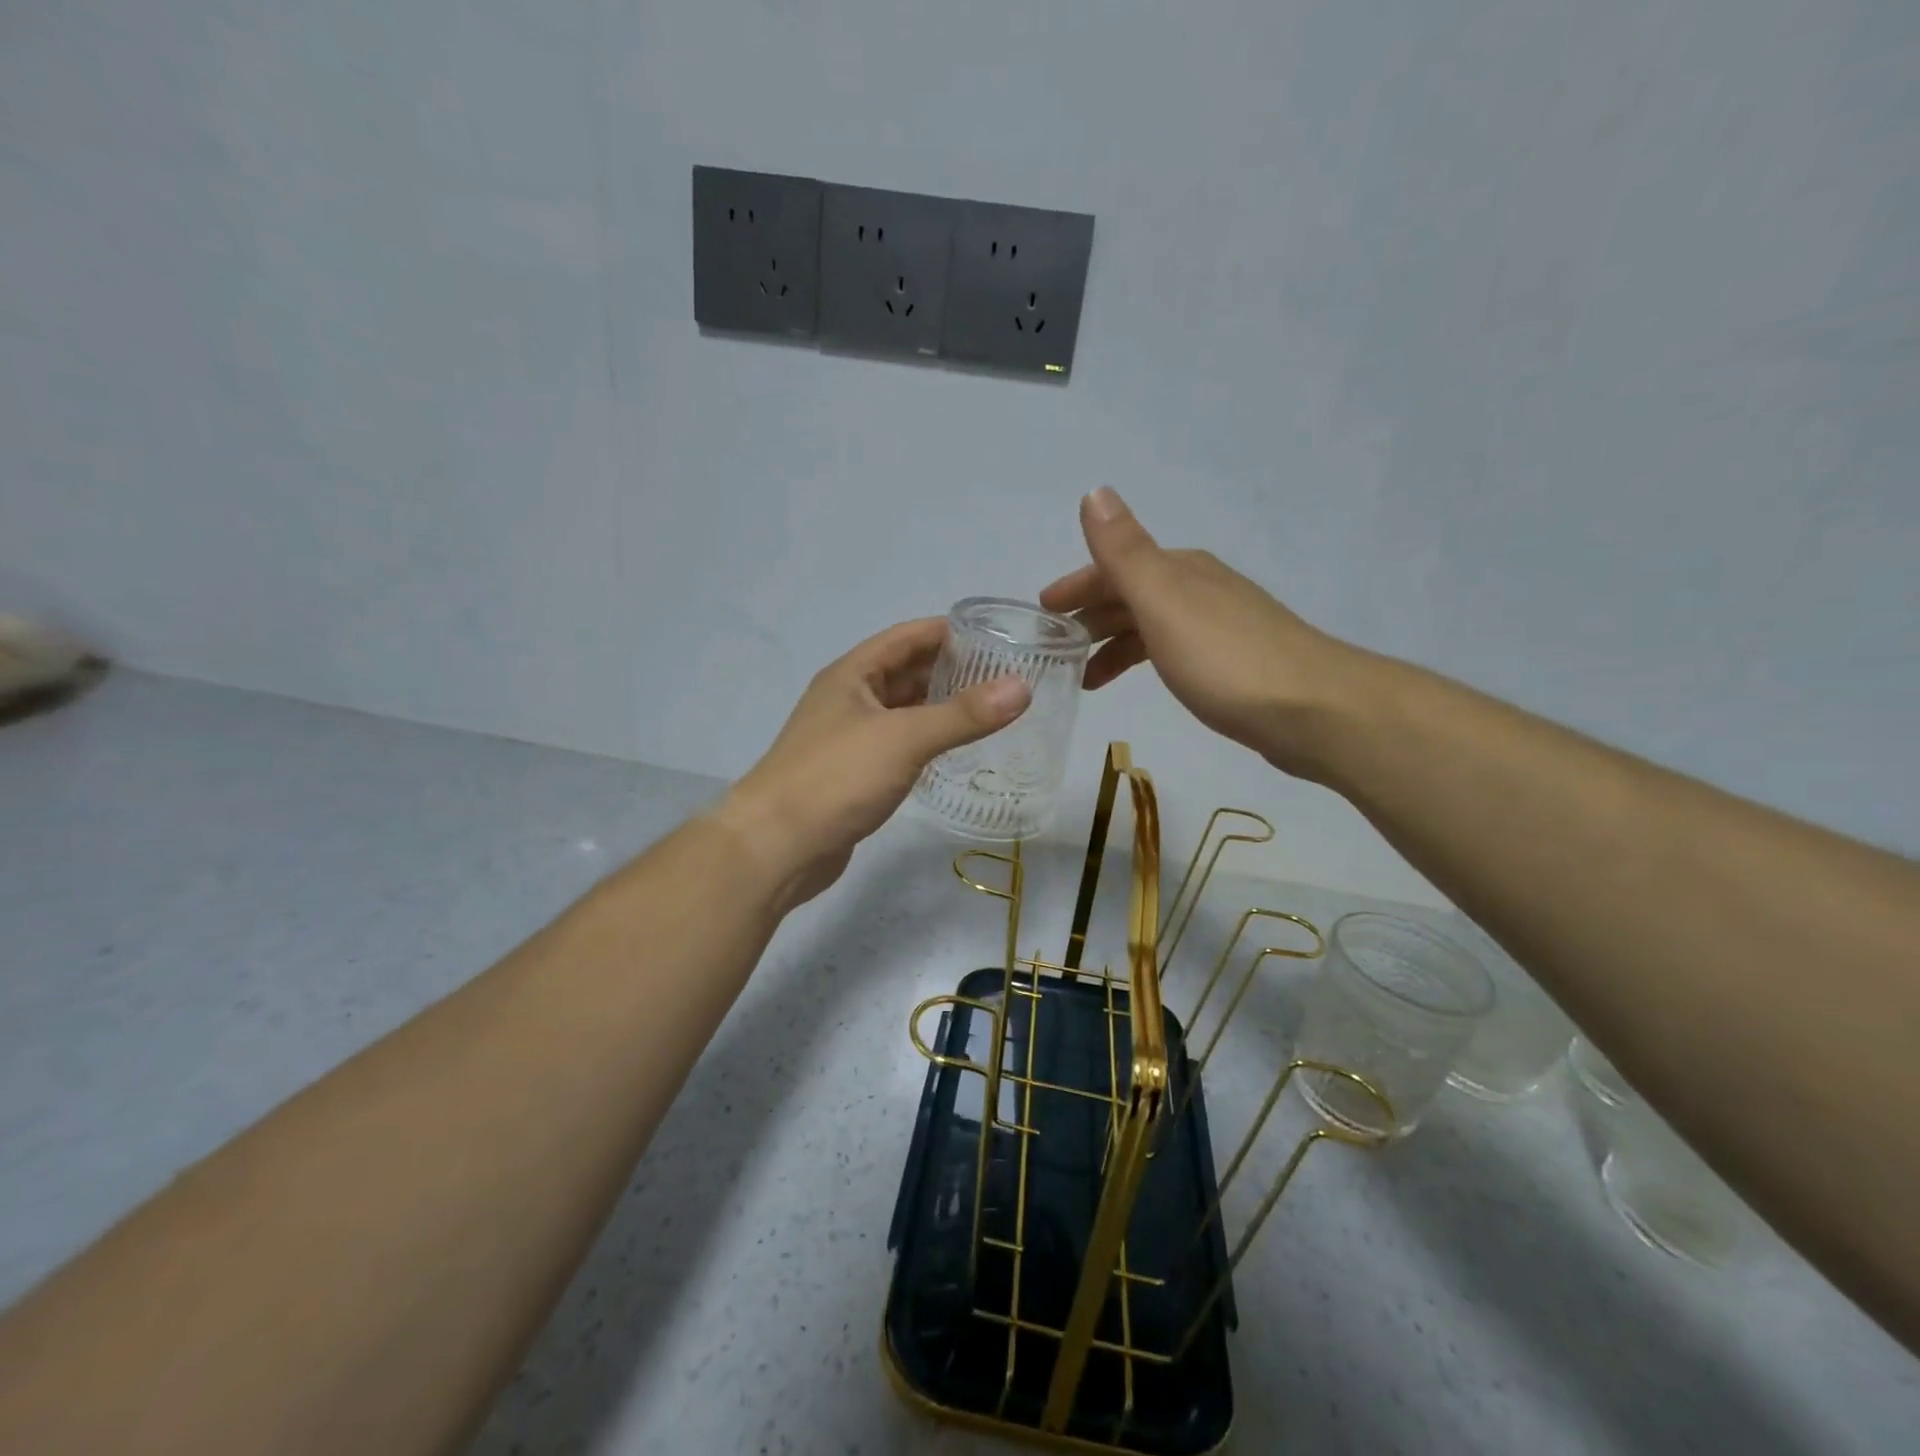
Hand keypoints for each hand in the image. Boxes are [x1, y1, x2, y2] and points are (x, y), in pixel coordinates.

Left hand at [719, 618, 1029, 909]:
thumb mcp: (904, 738)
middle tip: (1003, 677)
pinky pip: (897, 746)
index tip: (995, 635)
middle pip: (905, 673)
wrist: (776, 846)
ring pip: (902, 712)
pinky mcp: (852, 775)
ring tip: (989, 711)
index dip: (948, 631)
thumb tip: (1021, 687)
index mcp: (852, 675)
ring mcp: (848, 739)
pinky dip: (925, 742)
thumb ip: (963, 714)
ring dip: (939, 708)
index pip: (906, 637)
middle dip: (950, 670)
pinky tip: (954, 752)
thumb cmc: (836, 778)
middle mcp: (848, 700)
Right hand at [1039, 487, 1357, 777]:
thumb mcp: (1164, 602)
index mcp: (1180, 571)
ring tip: (1083, 678)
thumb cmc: (1226, 659)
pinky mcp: (1233, 664)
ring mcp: (1220, 626)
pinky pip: (1170, 651)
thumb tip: (1094, 491)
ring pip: (1150, 626)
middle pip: (1131, 595)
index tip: (1042, 611)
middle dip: (1089, 617)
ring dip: (1113, 644)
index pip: (1114, 567)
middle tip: (1053, 650)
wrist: (1314, 710)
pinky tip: (1140, 682)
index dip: (1076, 586)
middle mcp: (1200, 589)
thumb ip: (1125, 552)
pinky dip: (1143, 660)